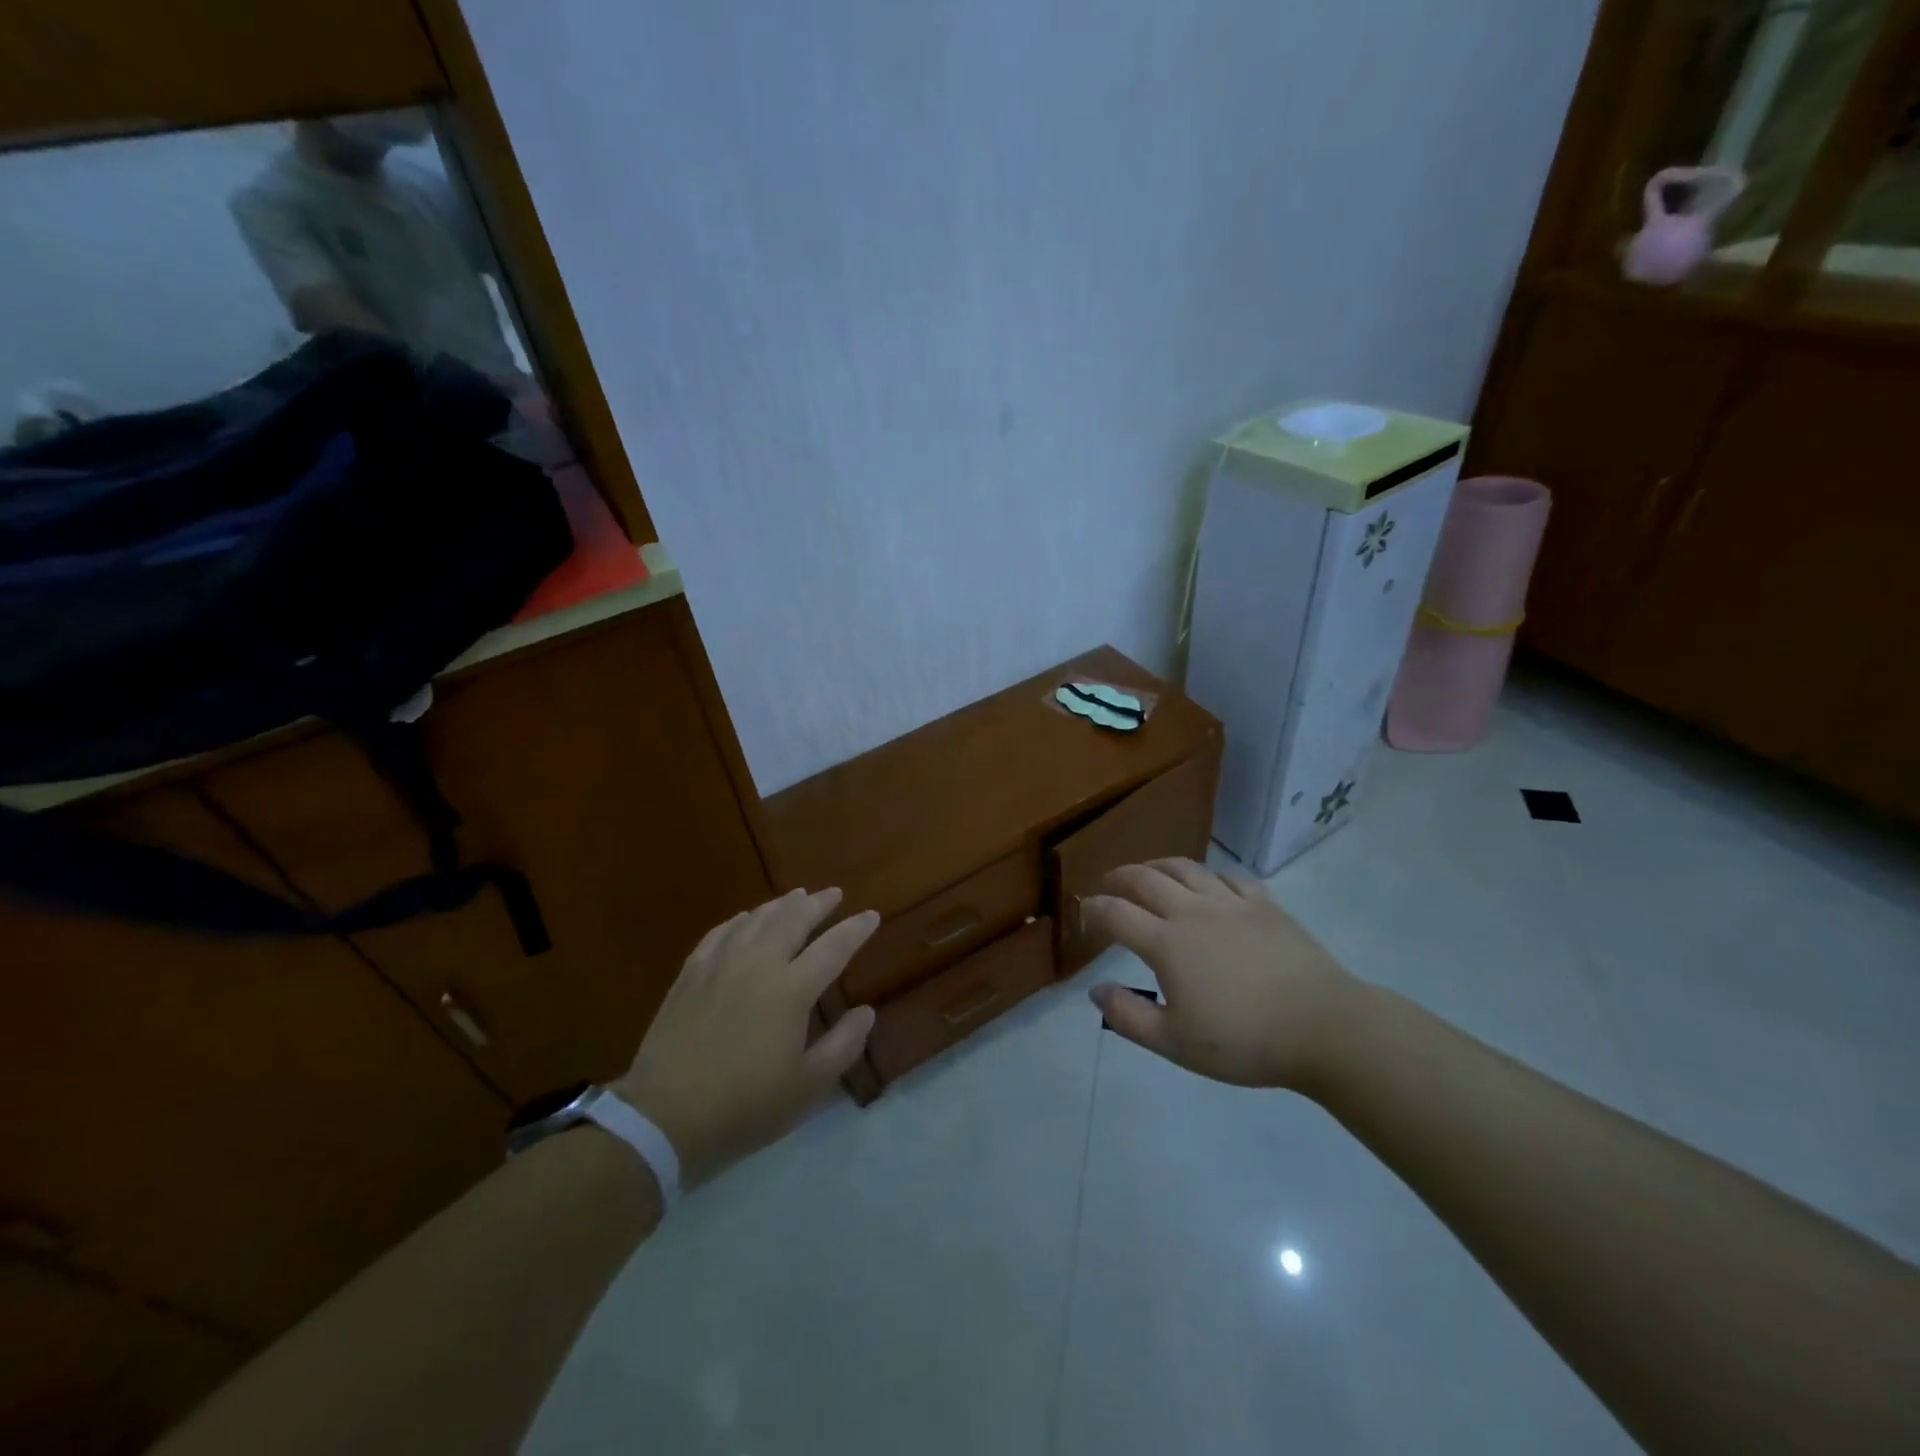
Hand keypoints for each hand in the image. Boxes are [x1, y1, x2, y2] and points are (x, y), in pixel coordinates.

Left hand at [615, 888, 879, 1187]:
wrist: (664, 1116)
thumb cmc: (744, 1106)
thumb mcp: (807, 1087)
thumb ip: (843, 1045)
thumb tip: (866, 1011)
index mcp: (792, 990)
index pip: (833, 947)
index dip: (856, 929)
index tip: (871, 915)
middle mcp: (758, 963)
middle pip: (793, 919)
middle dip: (818, 903)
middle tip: (833, 893)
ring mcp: (720, 964)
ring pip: (757, 918)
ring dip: (782, 904)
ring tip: (797, 896)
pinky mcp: (691, 973)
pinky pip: (721, 931)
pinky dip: (741, 919)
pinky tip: (746, 918)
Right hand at [1084, 859, 1366, 1093]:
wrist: (1324, 1028)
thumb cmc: (1245, 1041)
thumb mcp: (1176, 1043)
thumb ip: (1128, 1016)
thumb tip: (1094, 990)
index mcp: (1167, 943)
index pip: (1115, 913)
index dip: (1092, 910)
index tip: (1084, 918)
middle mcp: (1192, 911)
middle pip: (1144, 878)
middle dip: (1118, 878)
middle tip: (1107, 885)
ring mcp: (1230, 902)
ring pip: (1184, 867)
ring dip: (1157, 866)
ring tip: (1148, 874)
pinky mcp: (1264, 903)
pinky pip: (1228, 876)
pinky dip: (1207, 875)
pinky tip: (1208, 885)